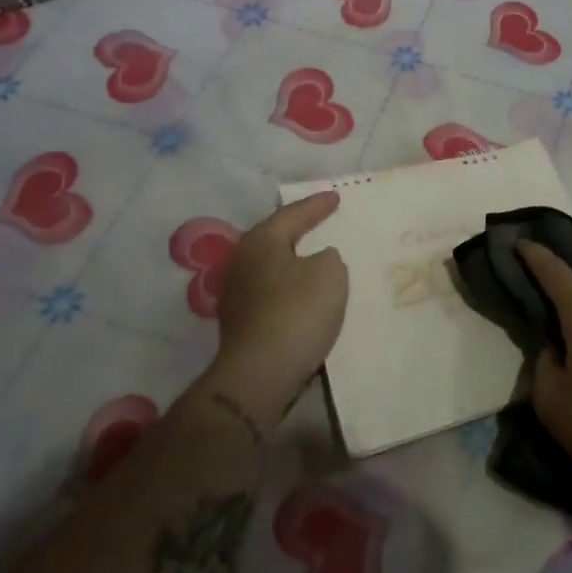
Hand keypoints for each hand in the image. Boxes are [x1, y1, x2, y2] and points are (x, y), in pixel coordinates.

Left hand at [204, 192, 348, 432]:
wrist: (260, 375)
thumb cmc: (297, 312)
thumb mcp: (330, 273)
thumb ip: (328, 258)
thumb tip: (315, 262)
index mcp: (260, 241)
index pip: (293, 214)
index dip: (317, 205)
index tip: (335, 197)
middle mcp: (241, 261)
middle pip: (275, 238)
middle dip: (299, 230)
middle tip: (321, 221)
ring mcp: (236, 294)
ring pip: (272, 267)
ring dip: (293, 262)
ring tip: (316, 258)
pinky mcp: (241, 323)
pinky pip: (272, 293)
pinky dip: (290, 288)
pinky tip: (305, 295)